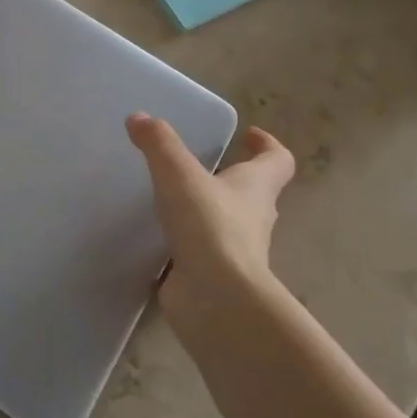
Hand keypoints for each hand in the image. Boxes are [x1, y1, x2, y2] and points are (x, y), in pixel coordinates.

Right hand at [127, 114, 294, 325]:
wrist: (215, 299)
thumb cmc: (209, 227)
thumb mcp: (179, 174)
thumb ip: (159, 144)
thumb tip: (139, 118)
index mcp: (256, 188)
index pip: (277, 161)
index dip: (267, 145)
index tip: (249, 135)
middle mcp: (253, 219)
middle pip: (254, 193)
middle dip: (232, 179)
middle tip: (201, 166)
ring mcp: (235, 252)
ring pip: (226, 225)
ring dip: (207, 212)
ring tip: (170, 200)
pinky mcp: (212, 277)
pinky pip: (200, 254)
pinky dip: (185, 245)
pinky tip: (156, 239)